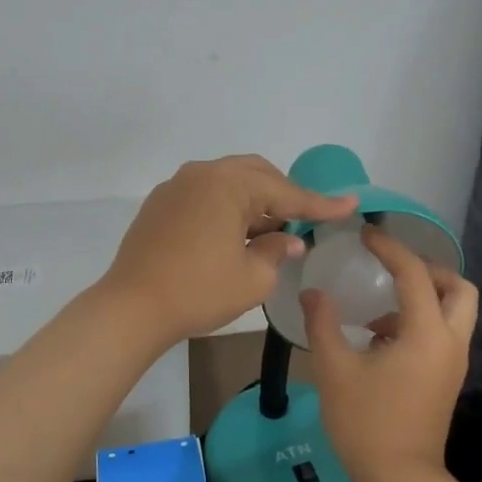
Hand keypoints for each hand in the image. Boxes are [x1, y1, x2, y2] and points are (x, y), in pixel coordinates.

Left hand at [101, 155, 356, 345]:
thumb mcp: (252, 278)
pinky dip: (226, 208)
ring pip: (228, 183)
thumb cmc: (198, 291)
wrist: (132, 307)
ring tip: (270, 231)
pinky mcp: (159, 205)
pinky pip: (204, 196)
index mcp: (228, 184)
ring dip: (254, 202)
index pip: (285, 193)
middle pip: (255, 175)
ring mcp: (176, 187)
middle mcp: (201, 174)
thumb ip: (276, 252)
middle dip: (283, 196)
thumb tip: (287, 241)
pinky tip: (234, 235)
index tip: (350, 204)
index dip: (320, 204)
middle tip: (304, 220)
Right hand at [302, 225, 477, 481]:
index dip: (390, 248)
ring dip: (425, 296)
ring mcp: (453, 363)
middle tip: (392, 269)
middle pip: (458, 288)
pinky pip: (443, 334)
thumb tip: (314, 292)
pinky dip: (420, 321)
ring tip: (381, 306)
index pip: (414, 273)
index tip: (365, 234)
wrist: (401, 479)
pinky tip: (381, 338)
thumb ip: (323, 323)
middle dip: (428, 270)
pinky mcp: (447, 379)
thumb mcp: (335, 369)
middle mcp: (450, 342)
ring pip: (455, 311)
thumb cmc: (366, 423)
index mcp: (426, 333)